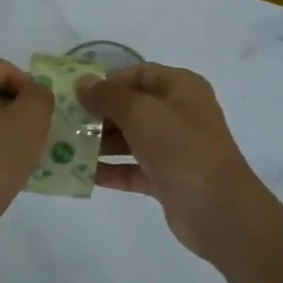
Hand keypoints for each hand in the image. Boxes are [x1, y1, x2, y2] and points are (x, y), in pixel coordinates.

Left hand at [0, 59, 53, 252]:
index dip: (31, 88)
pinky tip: (2, 171)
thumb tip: (34, 93)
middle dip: (19, 111)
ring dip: (5, 132)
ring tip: (24, 156)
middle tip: (38, 136)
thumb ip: (40, 96)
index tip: (44, 117)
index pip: (5, 68)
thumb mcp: (30, 120)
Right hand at [76, 63, 276, 261]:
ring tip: (65, 147)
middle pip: (132, 107)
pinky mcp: (166, 178)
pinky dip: (109, 170)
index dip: (108, 81)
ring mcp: (173, 148)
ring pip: (130, 139)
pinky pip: (131, 168)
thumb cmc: (181, 149)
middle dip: (99, 114)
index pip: (139, 74)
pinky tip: (80, 173)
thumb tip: (83, 83)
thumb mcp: (141, 113)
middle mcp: (179, 114)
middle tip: (65, 123)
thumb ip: (109, 95)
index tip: (77, 96)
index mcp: (181, 88)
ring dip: (100, 143)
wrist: (217, 209)